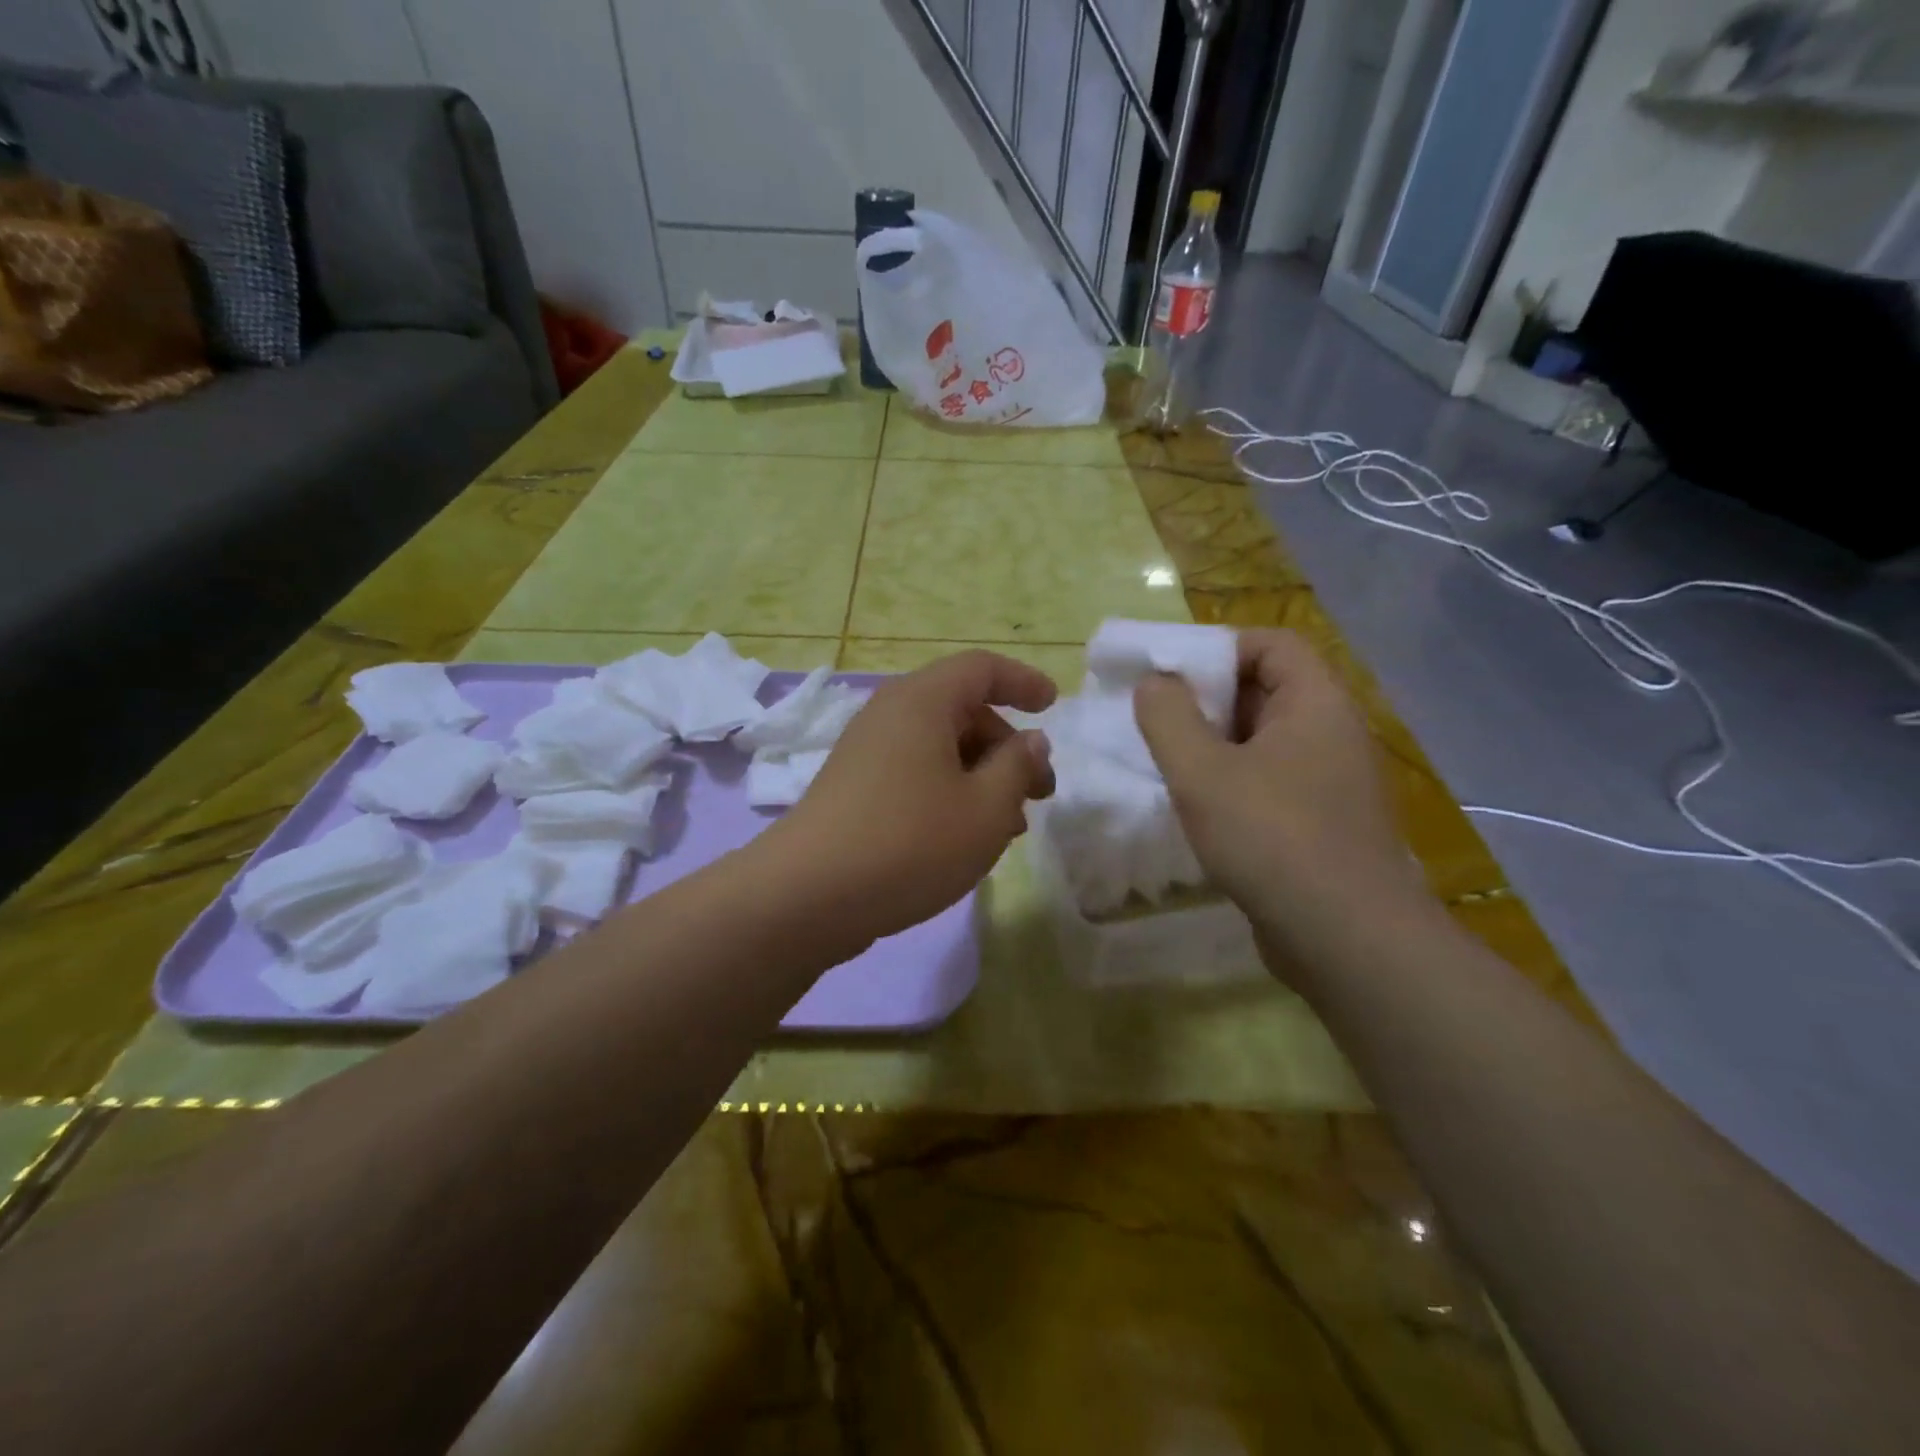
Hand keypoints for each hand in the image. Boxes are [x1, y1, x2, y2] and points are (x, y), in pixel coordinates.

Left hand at [774, 651, 1056, 939]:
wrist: (808, 895)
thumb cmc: (911, 842)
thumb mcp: (985, 808)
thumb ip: (1017, 767)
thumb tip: (1030, 741)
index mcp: (922, 701)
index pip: (981, 668)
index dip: (1022, 681)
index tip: (1054, 706)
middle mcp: (890, 715)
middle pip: (962, 710)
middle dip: (1008, 746)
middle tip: (1039, 793)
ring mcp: (867, 752)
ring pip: (940, 748)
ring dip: (982, 776)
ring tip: (1010, 825)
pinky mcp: (854, 788)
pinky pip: (915, 773)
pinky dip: (950, 791)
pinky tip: (966, 836)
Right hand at [1133, 630, 1422, 947]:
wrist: (1346, 940)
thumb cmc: (1272, 838)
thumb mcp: (1203, 772)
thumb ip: (1168, 717)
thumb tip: (1154, 682)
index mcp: (1316, 704)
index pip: (1272, 644)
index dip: (1218, 648)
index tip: (1168, 676)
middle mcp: (1332, 734)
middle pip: (1266, 690)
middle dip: (1207, 700)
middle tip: (1156, 720)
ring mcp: (1330, 782)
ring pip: (1264, 741)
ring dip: (1215, 745)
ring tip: (1168, 763)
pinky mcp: (1321, 824)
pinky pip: (1271, 782)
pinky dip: (1232, 782)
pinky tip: (1198, 808)